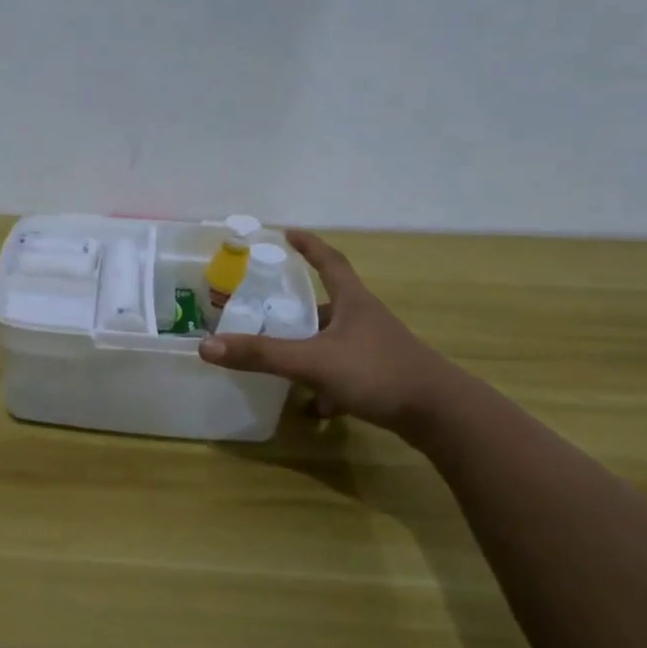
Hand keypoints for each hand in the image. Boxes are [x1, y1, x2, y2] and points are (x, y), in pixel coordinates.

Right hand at [198, 230, 461, 433]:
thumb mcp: (312, 362)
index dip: (309, 246)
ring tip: (279, 361)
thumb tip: (206, 346)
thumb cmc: (378, 373)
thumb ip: (261, 355)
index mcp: (353, 302)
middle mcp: (365, 320)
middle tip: (265, 310)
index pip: (330, 262)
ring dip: (308, 349)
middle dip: (297, 309)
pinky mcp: (381, 377)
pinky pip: (344, 372)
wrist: (440, 414)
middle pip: (327, 305)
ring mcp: (375, 349)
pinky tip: (314, 407)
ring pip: (333, 342)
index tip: (287, 233)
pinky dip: (325, 385)